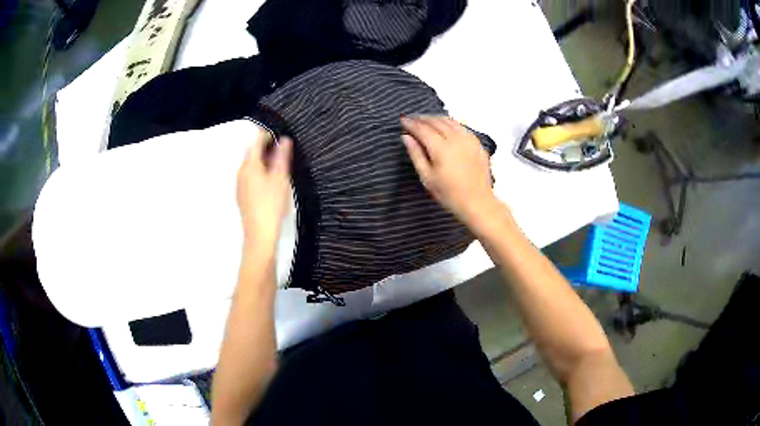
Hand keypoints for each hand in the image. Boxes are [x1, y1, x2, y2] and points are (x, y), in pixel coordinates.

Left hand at [237, 132, 292, 246]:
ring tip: (276, 164)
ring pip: (250, 166)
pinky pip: (249, 176)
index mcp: (250, 165)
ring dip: (262, 161)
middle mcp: (241, 172)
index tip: (278, 133)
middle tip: (279, 148)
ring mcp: (239, 185)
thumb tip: (284, 139)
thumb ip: (282, 156)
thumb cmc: (271, 203)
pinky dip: (258, 172)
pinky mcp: (242, 196)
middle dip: (264, 148)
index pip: (256, 142)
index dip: (266, 135)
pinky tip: (268, 181)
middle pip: (251, 153)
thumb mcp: (280, 178)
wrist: (260, 233)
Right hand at [401, 116, 498, 223]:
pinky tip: (446, 127)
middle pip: (436, 121)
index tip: (402, 120)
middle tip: (412, 118)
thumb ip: (416, 154)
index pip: (423, 129)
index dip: (411, 123)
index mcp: (441, 148)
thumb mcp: (427, 177)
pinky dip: (450, 123)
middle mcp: (456, 139)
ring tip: (427, 120)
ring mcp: (469, 139)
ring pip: (450, 121)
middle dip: (422, 118)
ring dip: (436, 118)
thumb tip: (406, 137)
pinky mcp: (477, 143)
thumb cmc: (449, 194)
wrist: (477, 202)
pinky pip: (461, 127)